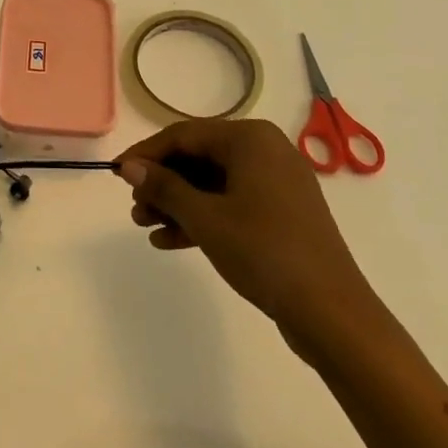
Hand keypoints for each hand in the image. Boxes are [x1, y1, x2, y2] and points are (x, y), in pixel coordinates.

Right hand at [115, 119, 387, 361]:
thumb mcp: (205, 217)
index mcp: (250, 139)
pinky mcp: (280, 214)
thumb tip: (129, 166)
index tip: (116, 174)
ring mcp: (276, 183)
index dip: (146, 153)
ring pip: (212, 183)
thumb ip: (164, 187)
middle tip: (134, 206)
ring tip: (144, 225)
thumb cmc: (264, 251)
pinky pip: (231, 204)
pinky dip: (201, 218)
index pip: (184, 135)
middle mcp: (265, 151)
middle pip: (198, 158)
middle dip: (162, 182)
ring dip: (177, 203)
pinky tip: (169, 240)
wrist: (331, 313)